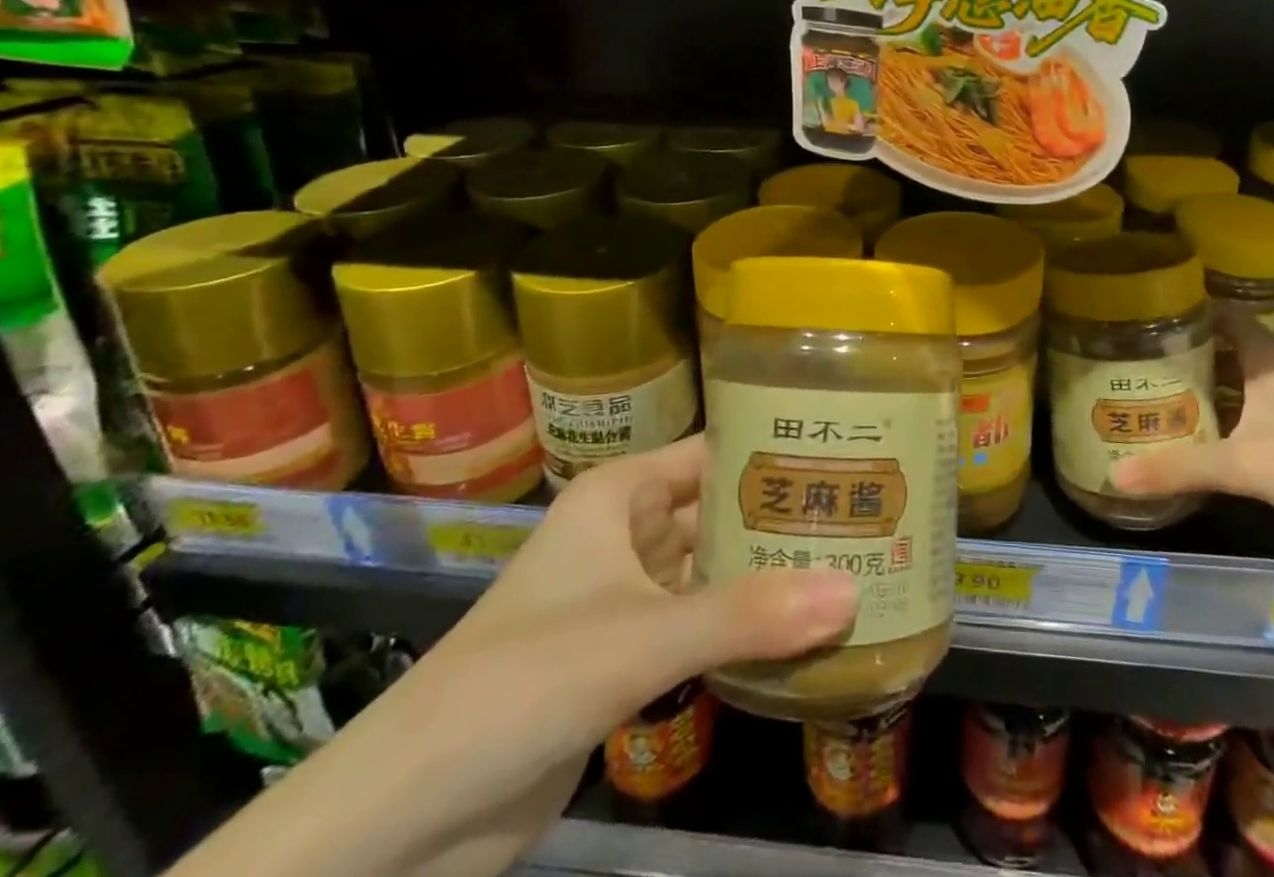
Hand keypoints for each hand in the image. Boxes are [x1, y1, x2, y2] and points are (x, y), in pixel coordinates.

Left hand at [360, 438, 855, 874]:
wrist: (405, 823)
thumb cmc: (520, 684)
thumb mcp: (641, 639)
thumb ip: (748, 616)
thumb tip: (853, 592)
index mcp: (618, 494)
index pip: (713, 452)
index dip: (774, 451)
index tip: (847, 454)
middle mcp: (624, 533)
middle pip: (718, 512)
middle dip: (782, 519)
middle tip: (868, 515)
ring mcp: (624, 599)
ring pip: (711, 572)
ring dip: (768, 577)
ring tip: (853, 566)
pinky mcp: (624, 659)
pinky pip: (699, 626)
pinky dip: (743, 628)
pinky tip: (802, 633)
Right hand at [1110, 322, 1273, 544]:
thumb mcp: (1247, 464)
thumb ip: (1180, 468)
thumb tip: (1113, 477)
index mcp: (1272, 363)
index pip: (1228, 317)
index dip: (1192, 308)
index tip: (1146, 309)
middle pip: (1227, 356)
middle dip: (1186, 357)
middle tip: (1132, 360)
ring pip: (1238, 396)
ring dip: (1203, 397)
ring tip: (1149, 399)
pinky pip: (1249, 433)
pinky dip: (1221, 434)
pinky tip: (1193, 448)